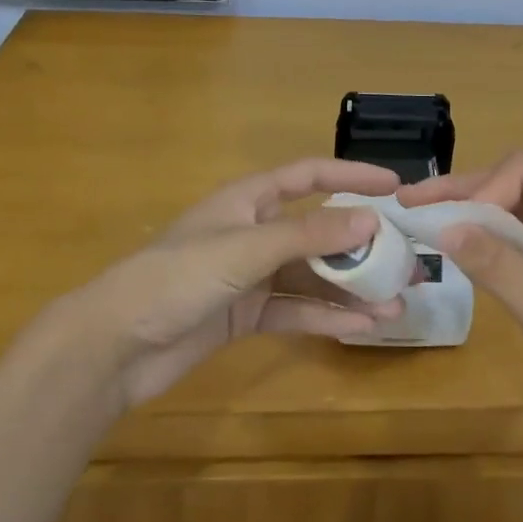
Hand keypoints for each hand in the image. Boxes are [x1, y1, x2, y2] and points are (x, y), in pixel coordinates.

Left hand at [47, 159, 404, 409]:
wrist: (115, 344)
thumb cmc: (177, 277)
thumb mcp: (245, 249)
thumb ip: (308, 237)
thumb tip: (371, 222)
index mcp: (248, 201)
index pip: (308, 176)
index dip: (351, 177)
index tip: (396, 188)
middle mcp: (253, 233)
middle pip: (317, 232)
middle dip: (361, 247)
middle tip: (407, 262)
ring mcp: (250, 276)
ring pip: (311, 276)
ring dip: (351, 289)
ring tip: (395, 304)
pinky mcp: (245, 315)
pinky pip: (294, 311)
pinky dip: (325, 318)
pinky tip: (360, 328)